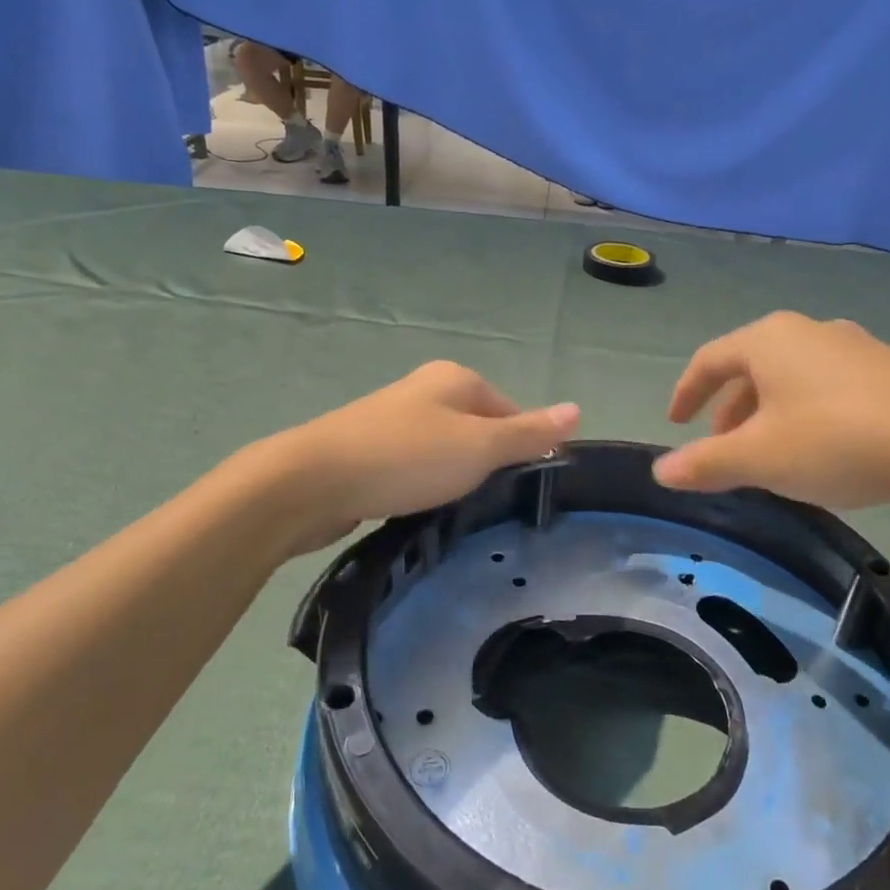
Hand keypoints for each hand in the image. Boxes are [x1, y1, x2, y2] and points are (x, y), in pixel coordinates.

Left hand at [276, 362, 578, 551]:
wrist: (312, 481)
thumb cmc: (408, 457)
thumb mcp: (480, 447)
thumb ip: (528, 433)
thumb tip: (577, 409)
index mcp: (457, 379)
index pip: (511, 411)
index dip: (522, 447)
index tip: (520, 486)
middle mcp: (426, 391)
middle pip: (478, 429)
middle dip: (486, 465)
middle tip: (489, 503)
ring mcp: (393, 419)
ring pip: (445, 450)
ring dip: (454, 478)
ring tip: (455, 511)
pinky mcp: (369, 450)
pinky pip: (414, 467)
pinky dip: (423, 486)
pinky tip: (419, 508)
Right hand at [652, 311, 889, 519]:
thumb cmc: (837, 441)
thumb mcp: (759, 459)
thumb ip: (705, 463)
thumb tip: (660, 470)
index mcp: (769, 340)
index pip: (709, 360)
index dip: (686, 392)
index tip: (675, 422)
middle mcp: (809, 331)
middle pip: (751, 368)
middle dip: (729, 410)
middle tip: (721, 448)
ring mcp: (855, 347)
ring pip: (791, 378)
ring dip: (767, 414)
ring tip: (769, 455)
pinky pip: (827, 387)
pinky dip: (805, 414)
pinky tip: (821, 450)